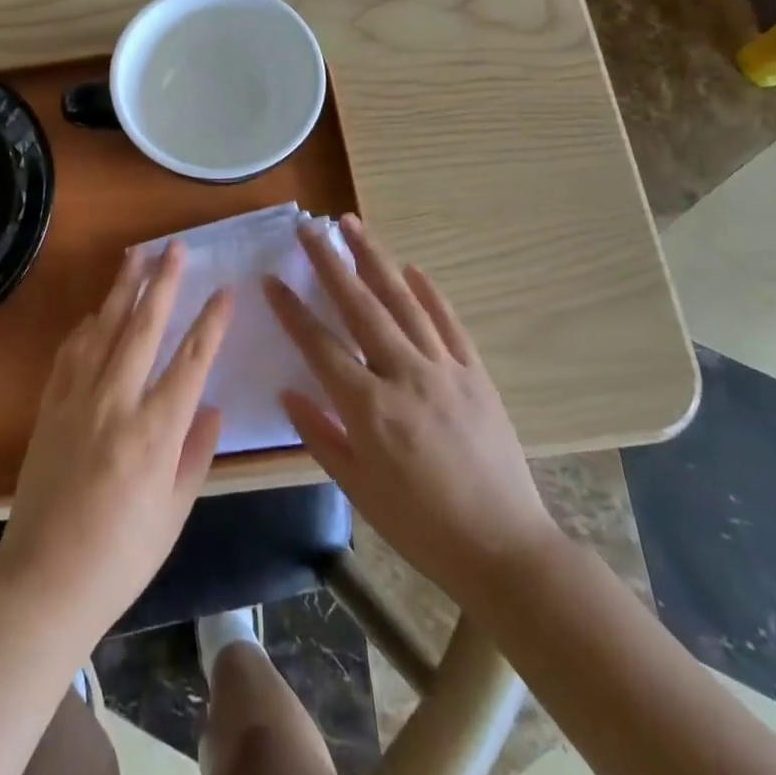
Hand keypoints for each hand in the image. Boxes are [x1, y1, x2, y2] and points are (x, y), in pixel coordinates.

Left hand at [0, 243, 233, 640]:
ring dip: (122, 289)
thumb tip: (211, 408)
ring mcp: (77, 401)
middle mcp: (116, 403)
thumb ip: (195, 454)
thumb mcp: (173, 513)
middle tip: (174, 248)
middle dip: (162, 283)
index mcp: (155, 432)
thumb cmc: (121, 558)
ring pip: (104, 329)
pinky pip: (70, 354)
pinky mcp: (49, 408)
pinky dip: (85, 328)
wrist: (43, 583)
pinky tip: (95, 312)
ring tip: (135, 256)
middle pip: (144, 328)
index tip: (224, 291)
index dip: (210, 322)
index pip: (191, 361)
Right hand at [265, 216, 560, 599]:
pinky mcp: (475, 373)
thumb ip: (320, 435)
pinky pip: (448, 323)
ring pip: (403, 301)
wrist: (504, 548)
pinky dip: (429, 292)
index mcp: (369, 408)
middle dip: (330, 263)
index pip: (320, 345)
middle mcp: (404, 375)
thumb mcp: (358, 489)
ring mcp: (444, 369)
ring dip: (375, 259)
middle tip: (309, 228)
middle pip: (360, 306)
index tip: (271, 278)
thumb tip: (288, 393)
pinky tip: (412, 268)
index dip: (292, 310)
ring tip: (353, 226)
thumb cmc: (420, 526)